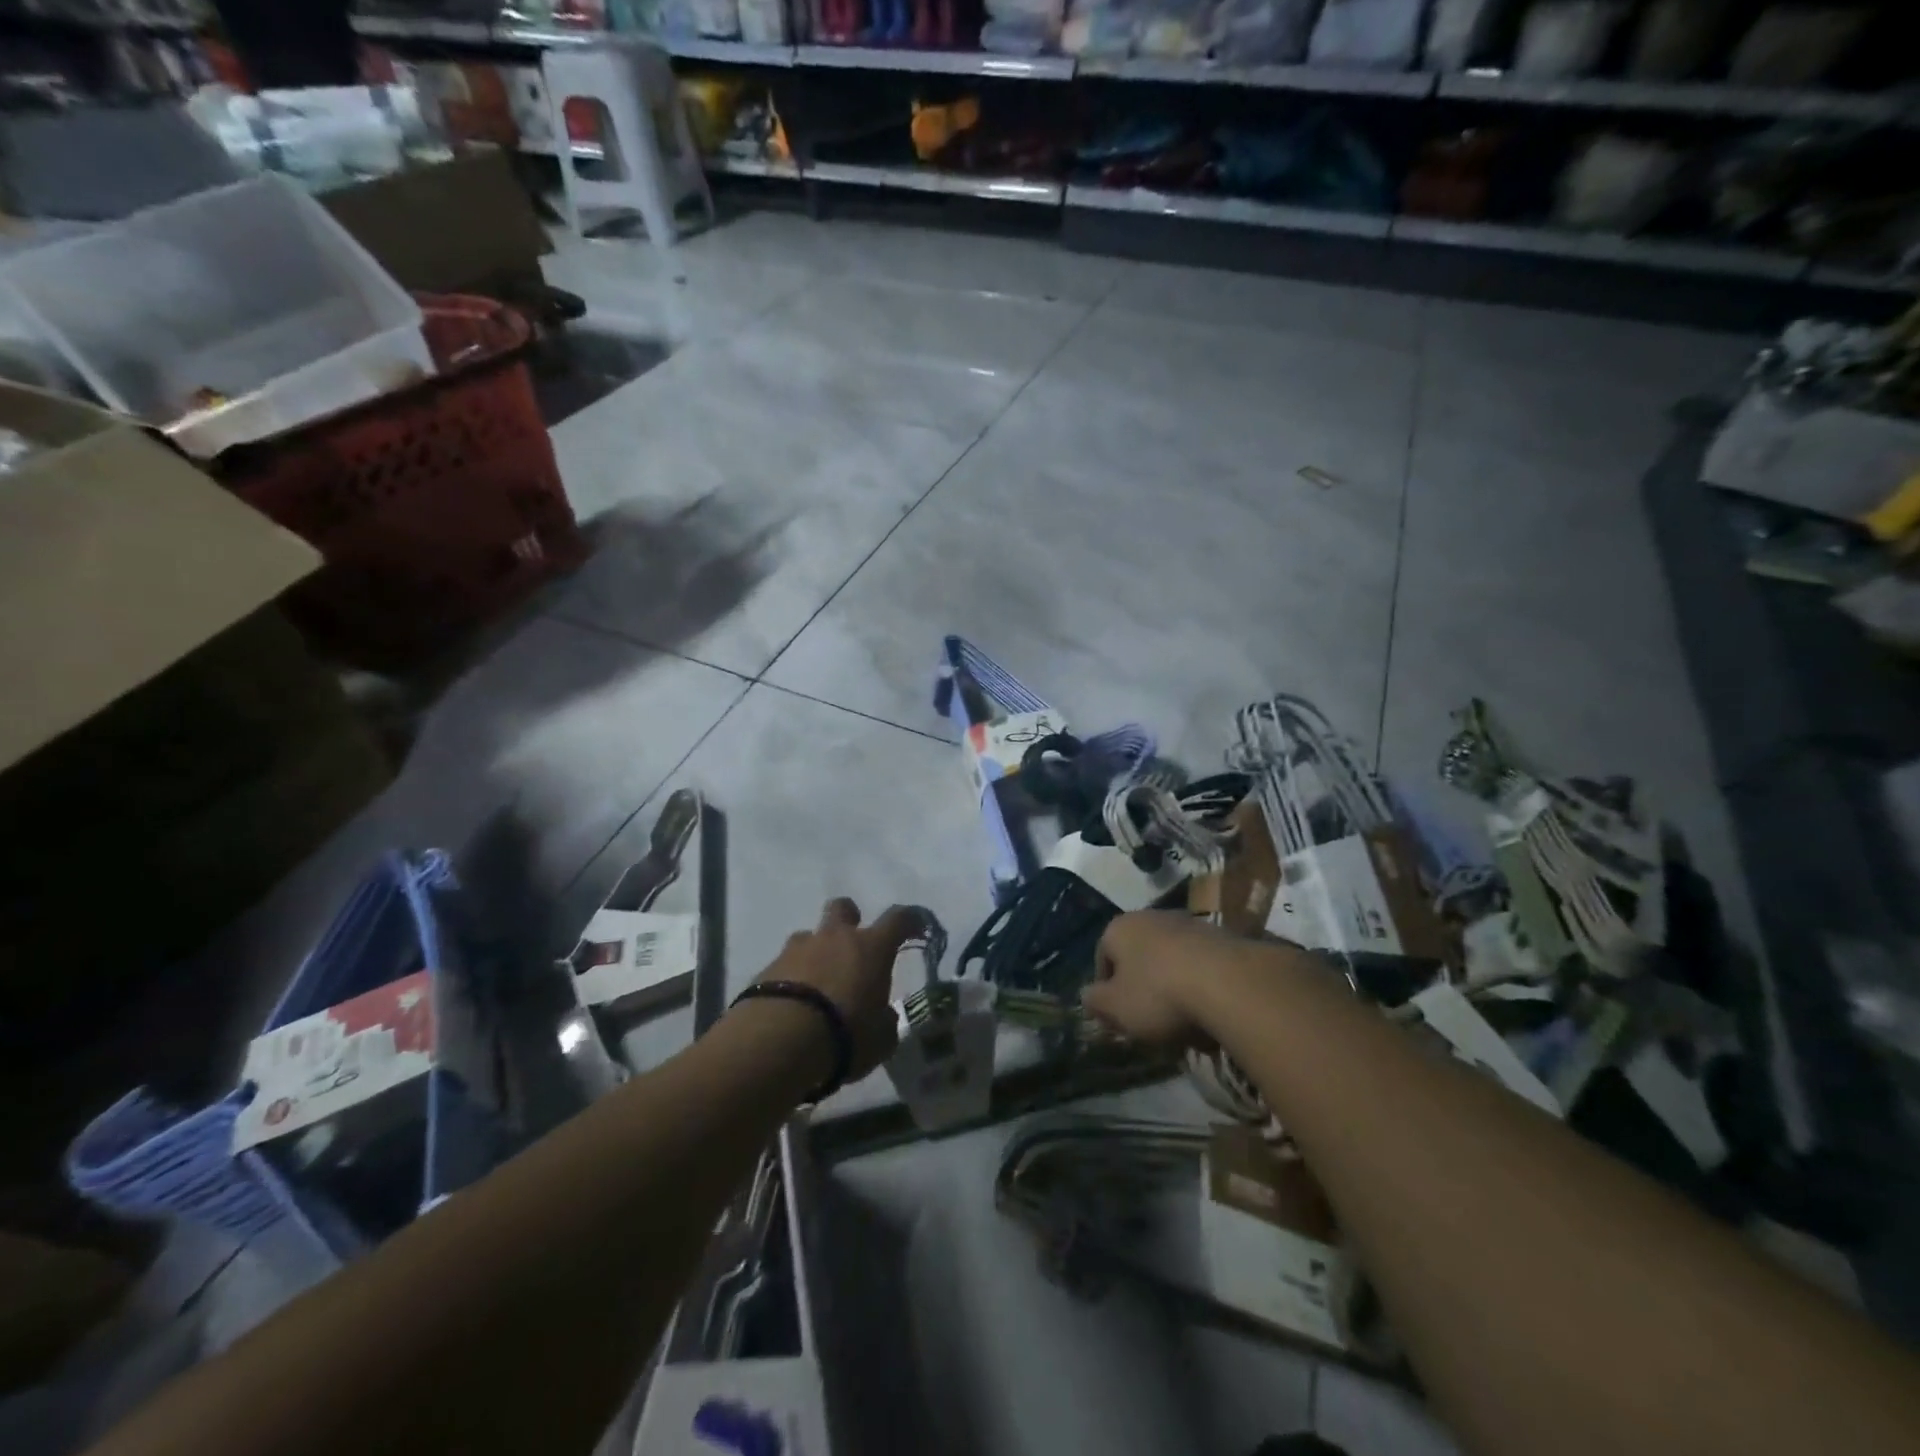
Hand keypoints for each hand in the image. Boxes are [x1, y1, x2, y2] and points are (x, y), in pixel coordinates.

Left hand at [753, 899, 917, 1079]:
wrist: (778, 1041)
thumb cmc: (844, 1036)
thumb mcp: (880, 1039)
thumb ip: (885, 1021)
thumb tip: (883, 1015)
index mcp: (870, 948)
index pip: (898, 920)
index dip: (910, 920)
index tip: (916, 928)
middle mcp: (835, 938)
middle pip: (843, 908)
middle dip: (849, 920)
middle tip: (851, 947)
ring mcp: (797, 949)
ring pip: (809, 937)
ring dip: (815, 954)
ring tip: (815, 987)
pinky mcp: (767, 968)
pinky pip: (784, 965)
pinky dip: (790, 979)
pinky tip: (790, 1006)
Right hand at [1082, 910, 1229, 1050]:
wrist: (1229, 983)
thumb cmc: (1159, 994)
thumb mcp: (1115, 1008)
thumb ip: (1095, 1001)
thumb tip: (1088, 996)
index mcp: (1119, 928)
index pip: (1102, 958)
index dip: (1107, 992)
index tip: (1118, 1019)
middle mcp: (1151, 916)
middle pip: (1139, 957)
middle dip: (1142, 987)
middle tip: (1149, 1021)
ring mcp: (1189, 923)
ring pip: (1171, 960)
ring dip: (1172, 986)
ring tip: (1183, 1021)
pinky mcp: (1222, 935)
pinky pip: (1201, 965)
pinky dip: (1201, 984)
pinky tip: (1209, 1010)